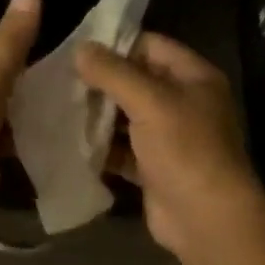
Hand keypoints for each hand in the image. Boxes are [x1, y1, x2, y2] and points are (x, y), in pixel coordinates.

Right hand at [75, 33, 264, 261]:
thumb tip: (80, 48)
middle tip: (60, 82)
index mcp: (194, 78)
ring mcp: (169, 138)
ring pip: (126, 118)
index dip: (116, 46)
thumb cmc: (185, 151)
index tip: (76, 51)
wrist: (205, 218)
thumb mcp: (150, 103)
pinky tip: (71, 144)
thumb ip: (114, 73)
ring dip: (97, 117)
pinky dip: (101, 148)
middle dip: (100, 83)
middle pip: (136, 83)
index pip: (151, 46)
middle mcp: (183, 104)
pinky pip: (123, 150)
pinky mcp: (153, 168)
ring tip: (58, 109)